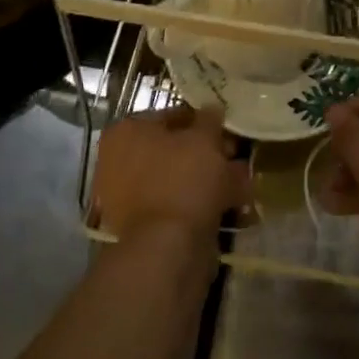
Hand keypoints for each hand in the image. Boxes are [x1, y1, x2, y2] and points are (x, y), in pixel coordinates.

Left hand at [90, 107, 249, 246]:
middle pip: (172, 150)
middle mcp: (118, 162)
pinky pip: (176, 206)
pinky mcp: (142, 228)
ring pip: (177, 179)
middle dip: (207, 153)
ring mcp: (127, 198)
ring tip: (241, 183)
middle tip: (235, 157)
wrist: (167, 249)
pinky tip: (231, 206)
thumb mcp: (204, 139)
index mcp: (125, 132)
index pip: (169, 116)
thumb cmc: (183, 179)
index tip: (226, 130)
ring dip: (208, 179)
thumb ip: (209, 120)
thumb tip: (211, 109)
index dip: (202, 121)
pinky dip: (201, 204)